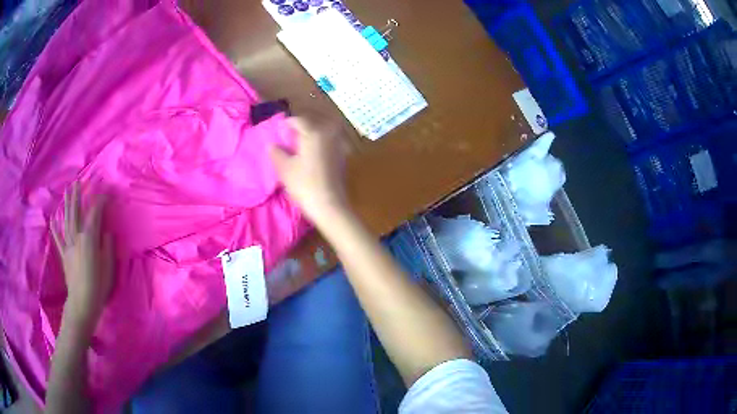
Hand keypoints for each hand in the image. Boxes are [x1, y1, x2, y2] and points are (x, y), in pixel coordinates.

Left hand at [51, 183, 114, 331]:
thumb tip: (107, 232)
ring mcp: (68, 245)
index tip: (107, 192)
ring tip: (67, 191)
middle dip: (78, 196)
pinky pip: (58, 238)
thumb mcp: (108, 267)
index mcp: (89, 238)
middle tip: (79, 181)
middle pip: (77, 212)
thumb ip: (107, 247)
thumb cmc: (98, 287)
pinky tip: (53, 218)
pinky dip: (55, 228)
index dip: (101, 201)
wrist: (82, 304)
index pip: (95, 213)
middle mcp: (77, 237)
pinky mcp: (64, 255)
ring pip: (67, 220)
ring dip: (67, 204)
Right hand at [270, 117, 349, 225]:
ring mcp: (338, 144)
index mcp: (314, 132)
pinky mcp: (343, 156)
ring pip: (324, 130)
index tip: (279, 132)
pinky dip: (321, 142)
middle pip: (314, 122)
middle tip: (290, 135)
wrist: (330, 206)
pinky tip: (312, 153)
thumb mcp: (284, 169)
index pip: (298, 120)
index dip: (287, 124)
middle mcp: (329, 133)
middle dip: (302, 126)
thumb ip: (276, 153)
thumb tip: (272, 145)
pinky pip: (330, 141)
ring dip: (313, 133)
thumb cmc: (305, 185)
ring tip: (301, 143)